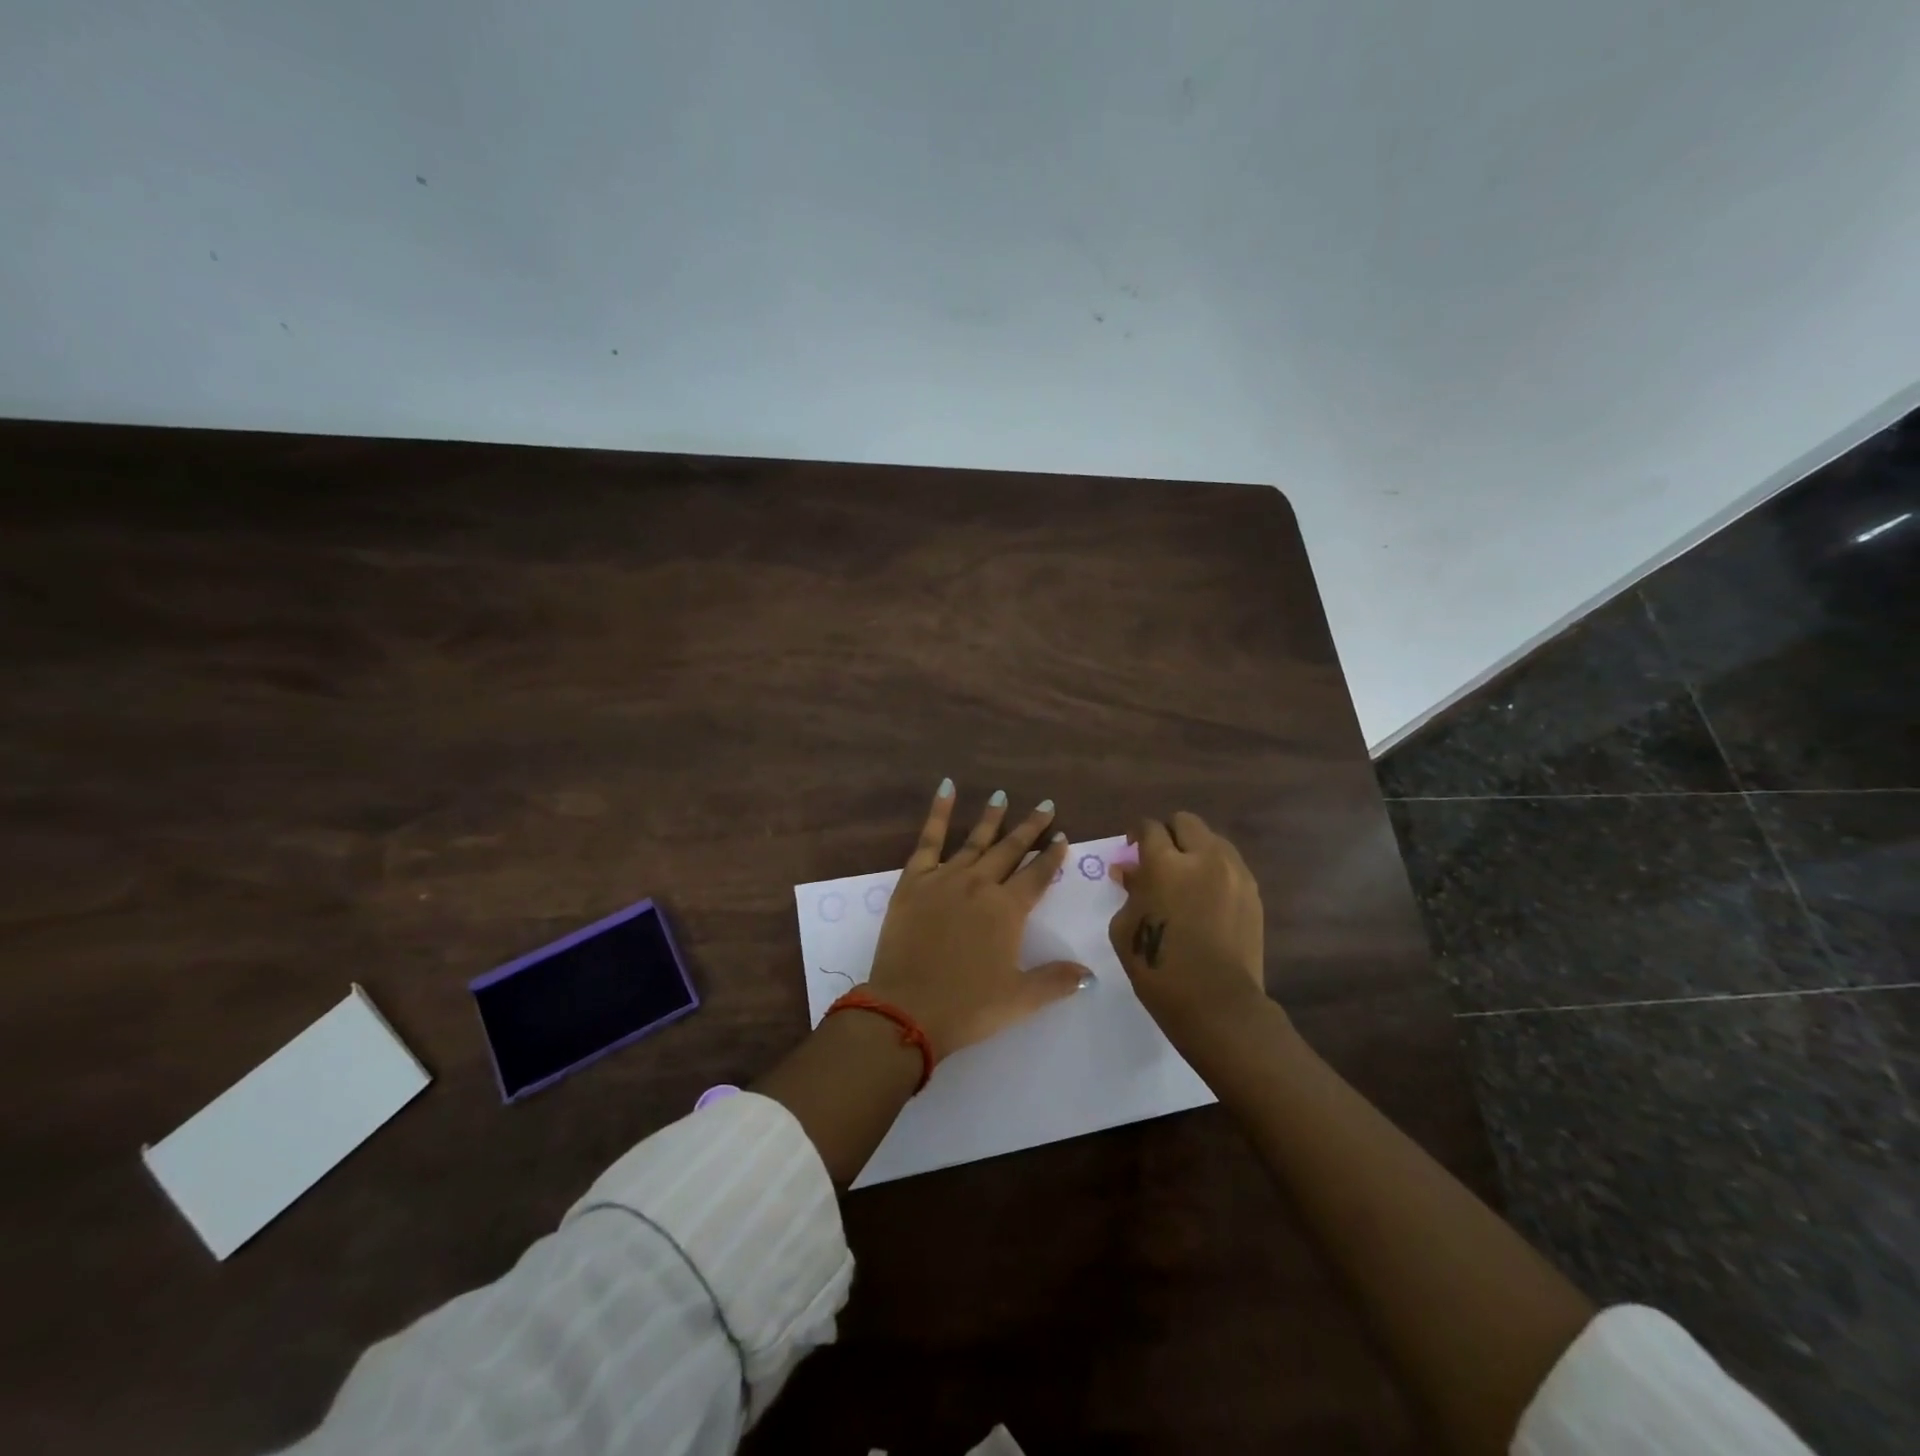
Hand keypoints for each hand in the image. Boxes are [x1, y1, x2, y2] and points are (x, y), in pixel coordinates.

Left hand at [865, 780, 1089, 1059]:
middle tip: (1045, 805)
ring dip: (991, 818)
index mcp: (1008, 910)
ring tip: (1001, 796)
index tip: (1062, 836)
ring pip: (975, 840)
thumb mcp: (1019, 999)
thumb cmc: (967, 1006)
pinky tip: (946, 788)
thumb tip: (1091, 975)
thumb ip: (1056, 981)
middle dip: (1030, 828)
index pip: (1038, 875)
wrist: (907, 1009)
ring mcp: (945, 878)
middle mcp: (980, 884)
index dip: (1052, 856)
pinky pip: (929, 839)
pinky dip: (938, 813)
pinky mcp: (914, 880)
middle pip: (1011, 850)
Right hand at [1109, 811, 1269, 1042]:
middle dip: (1168, 833)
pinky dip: (1215, 869)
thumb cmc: (1159, 968)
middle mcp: (1202, 858)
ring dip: (1195, 849)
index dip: (1137, 833)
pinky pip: (1231, 865)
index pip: (1149, 828)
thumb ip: (1129, 891)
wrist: (1216, 1004)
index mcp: (1164, 864)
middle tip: (1159, 858)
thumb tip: (1128, 871)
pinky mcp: (1253, 893)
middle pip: (1185, 822)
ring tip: (1186, 875)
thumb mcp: (1125, 928)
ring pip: (1213, 839)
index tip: (1131, 847)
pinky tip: (1206, 895)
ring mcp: (1234, 873)